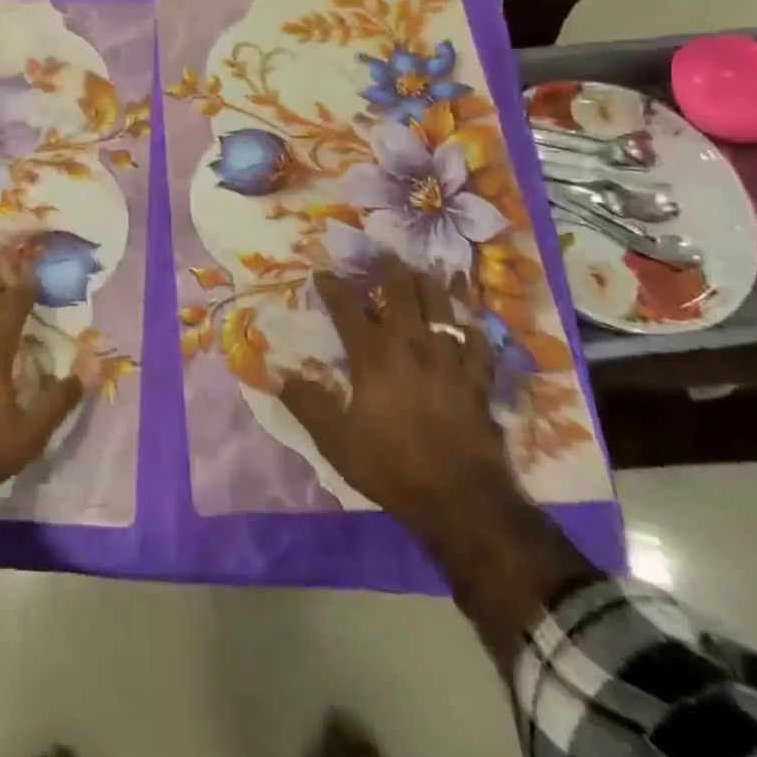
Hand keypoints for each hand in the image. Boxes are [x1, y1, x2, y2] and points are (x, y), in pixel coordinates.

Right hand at [278, 254, 514, 535]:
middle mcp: (411, 345)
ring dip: (429, 283)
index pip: (348, 308)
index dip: (333, 286)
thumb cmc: (393, 467)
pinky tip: (466, 321)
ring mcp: (449, 359)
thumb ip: (307, 404)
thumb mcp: (336, 442)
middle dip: (388, 268)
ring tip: (422, 270)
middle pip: (402, 291)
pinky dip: (469, 326)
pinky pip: (476, 340)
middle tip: (380, 255)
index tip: (322, 272)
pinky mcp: (478, 378)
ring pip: (441, 305)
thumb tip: (277, 374)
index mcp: (374, 357)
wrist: (463, 500)